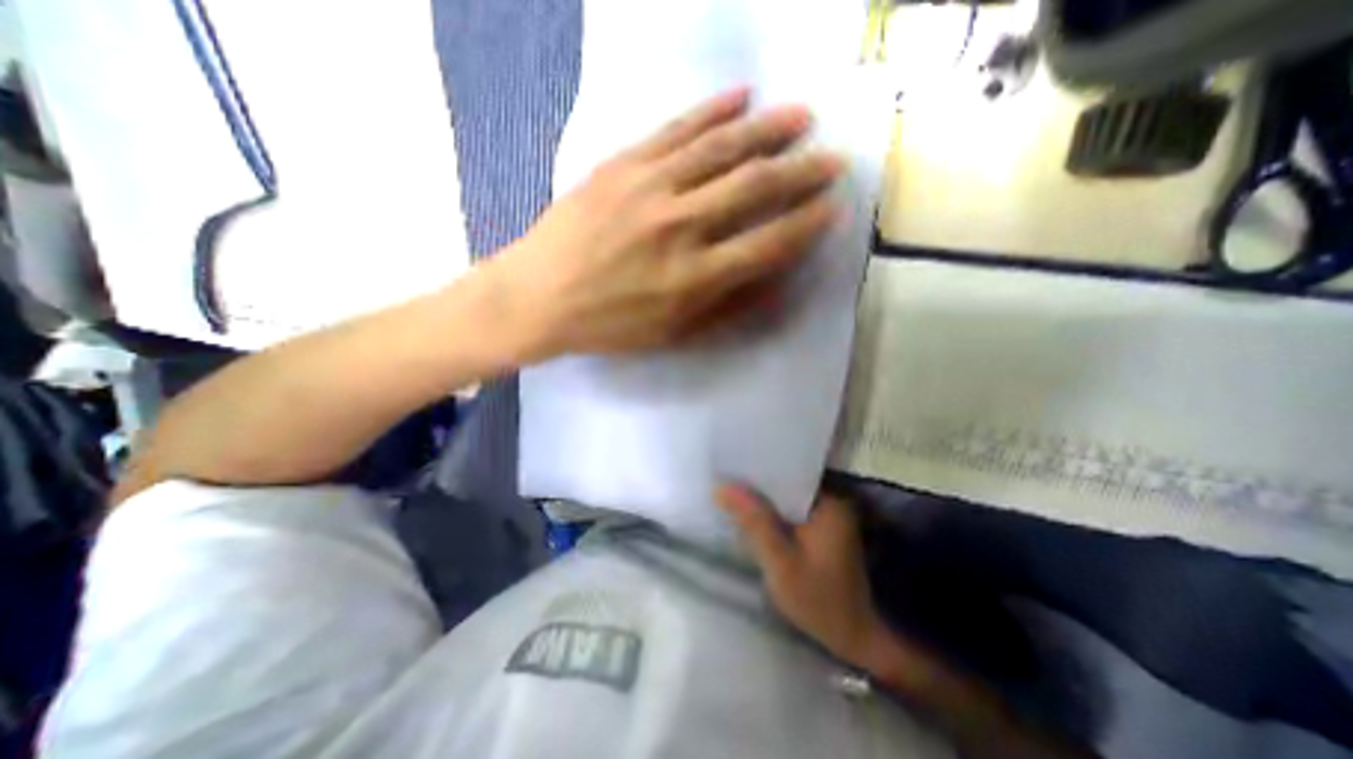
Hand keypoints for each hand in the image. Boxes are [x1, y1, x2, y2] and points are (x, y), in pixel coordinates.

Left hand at [485, 86, 843, 358]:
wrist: (539, 296)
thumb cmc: (608, 324)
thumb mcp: (672, 333)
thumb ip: (726, 308)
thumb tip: (774, 283)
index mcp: (695, 277)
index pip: (769, 243)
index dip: (807, 225)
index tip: (832, 209)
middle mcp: (681, 226)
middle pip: (755, 187)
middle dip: (803, 170)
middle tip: (833, 159)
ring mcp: (650, 188)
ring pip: (722, 148)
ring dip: (769, 129)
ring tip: (801, 117)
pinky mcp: (623, 164)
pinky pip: (677, 129)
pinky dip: (713, 110)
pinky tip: (741, 97)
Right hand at [718, 483, 888, 666]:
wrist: (854, 639)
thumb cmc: (819, 601)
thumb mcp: (781, 563)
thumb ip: (754, 523)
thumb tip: (722, 487)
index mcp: (829, 503)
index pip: (788, 470)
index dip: (758, 468)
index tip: (731, 466)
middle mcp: (832, 502)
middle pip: (787, 483)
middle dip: (758, 484)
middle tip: (727, 481)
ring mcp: (829, 516)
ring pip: (788, 497)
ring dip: (764, 500)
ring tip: (734, 493)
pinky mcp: (823, 529)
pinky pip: (792, 511)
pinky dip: (774, 513)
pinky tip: (753, 516)